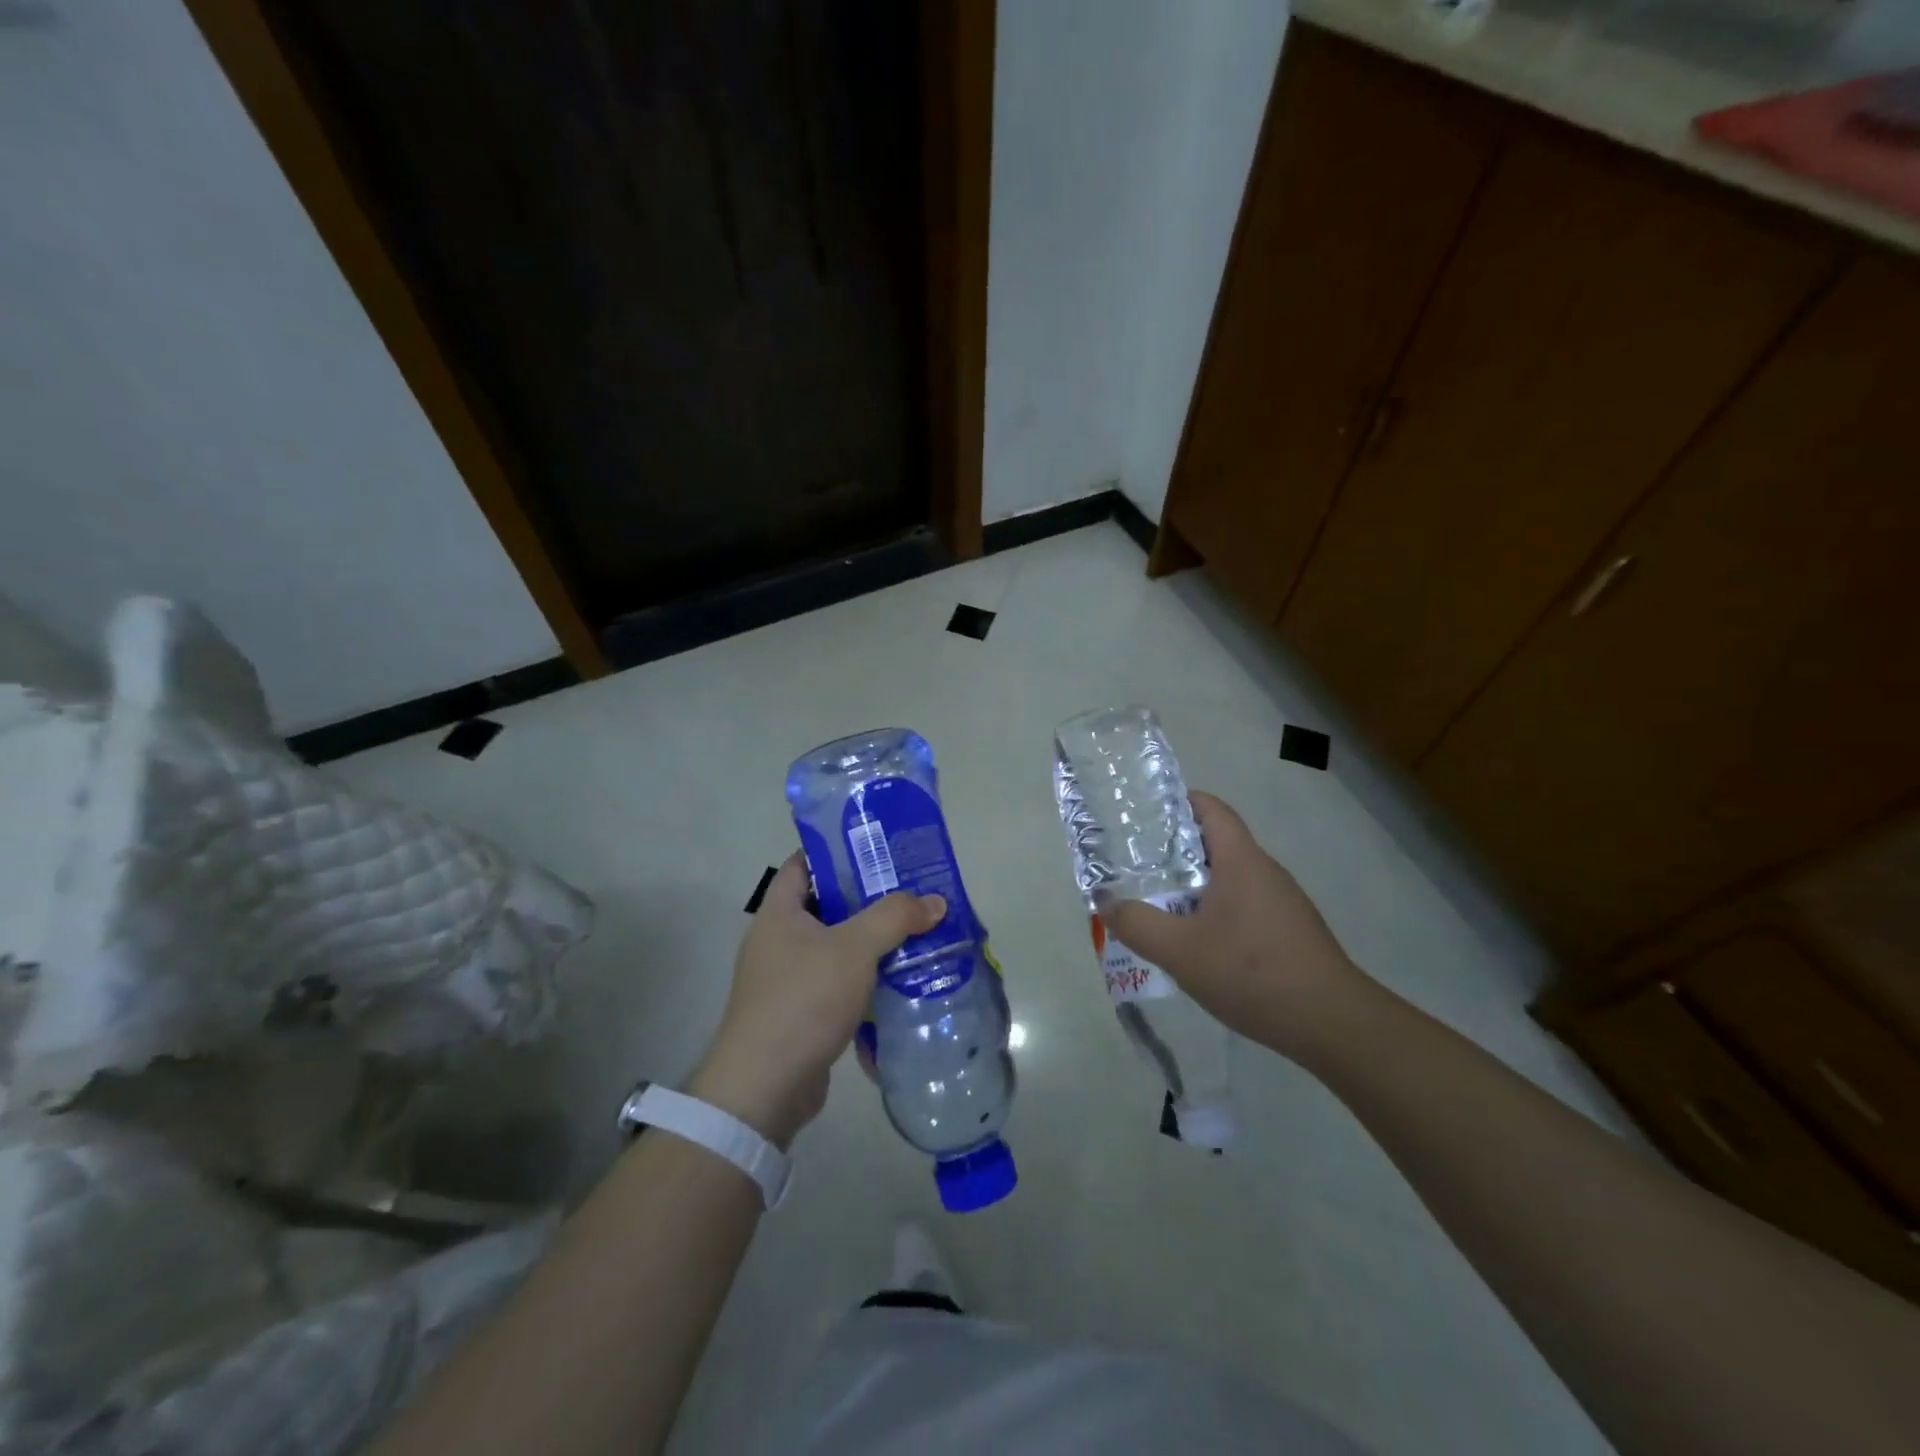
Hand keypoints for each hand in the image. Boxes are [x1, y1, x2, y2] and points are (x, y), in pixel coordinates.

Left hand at [690, 854, 944, 1148]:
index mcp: (779, 912)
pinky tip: (901, 981)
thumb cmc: (803, 1000)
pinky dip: (866, 980)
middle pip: (828, 905)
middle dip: (870, 899)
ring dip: (873, 943)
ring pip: (838, 947)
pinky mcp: (801, 1013)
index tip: (880, 850)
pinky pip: (839, 984)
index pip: (804, 863)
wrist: (764, 1087)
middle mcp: (779, 940)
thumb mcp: (854, 948)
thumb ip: (895, 917)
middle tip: (913, 892)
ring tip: (918, 933)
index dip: (839, 851)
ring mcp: (788, 979)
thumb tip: (935, 902)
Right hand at [1100, 791, 1363, 1058]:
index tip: (1143, 814)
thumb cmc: (1253, 973)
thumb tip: (1106, 903)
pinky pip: (1243, 905)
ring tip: (1158, 905)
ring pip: (1228, 878)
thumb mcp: (1180, 951)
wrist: (1333, 1024)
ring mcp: (1281, 902)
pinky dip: (1215, 911)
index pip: (1211, 808)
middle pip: (1215, 843)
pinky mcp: (1289, 931)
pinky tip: (1198, 945)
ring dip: (1193, 886)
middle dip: (1174, 850)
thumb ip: (1137, 924)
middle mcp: (1264, 871)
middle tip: (1136, 865)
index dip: (1178, 802)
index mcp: (1241, 860)